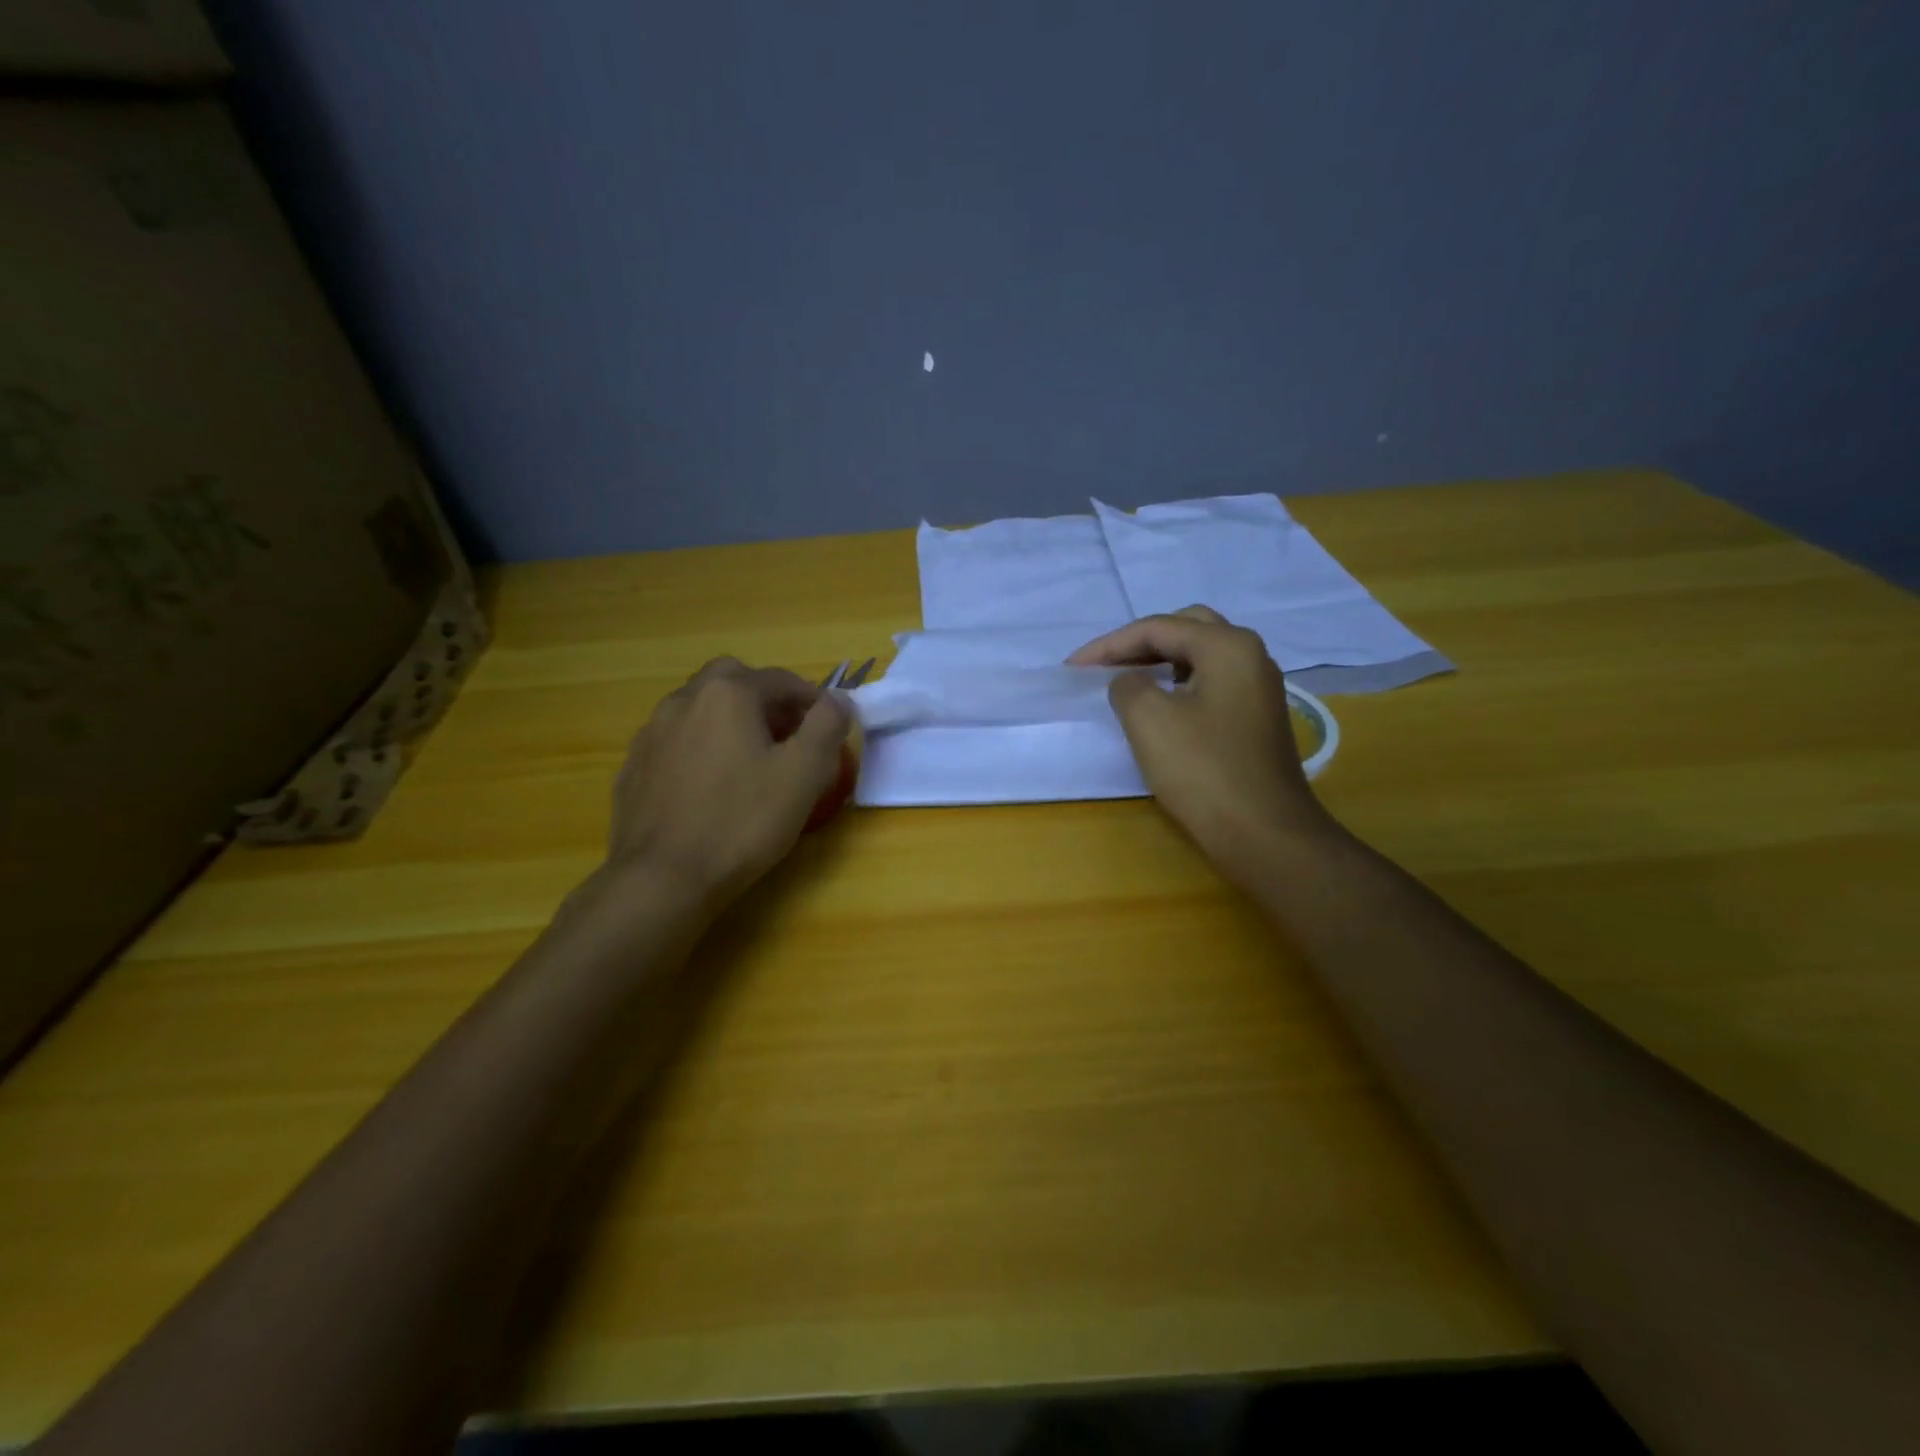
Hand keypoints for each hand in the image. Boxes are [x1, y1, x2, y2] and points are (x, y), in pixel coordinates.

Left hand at [608, 657, 851, 907]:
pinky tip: (710, 787)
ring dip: (730, 721)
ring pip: (700, 708)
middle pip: (734, 681)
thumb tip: (838, 700)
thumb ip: (827, 726)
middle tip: (786, 737)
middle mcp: (685, 700)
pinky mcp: (634, 766)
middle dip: (765, 700)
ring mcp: (652, 732)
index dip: (812, 701)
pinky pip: (677, 741)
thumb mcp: (803, 773)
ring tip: (750, 763)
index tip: (828, 731)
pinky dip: (700, 748)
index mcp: (729, 694)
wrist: (663, 878)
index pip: (782, 680)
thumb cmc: (742, 822)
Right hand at [1069, 606, 1335, 878]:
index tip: (1072, 668)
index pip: (1158, 628)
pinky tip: (1159, 705)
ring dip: (1160, 662)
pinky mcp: (1257, 718)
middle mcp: (1251, 656)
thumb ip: (1127, 685)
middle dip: (1138, 643)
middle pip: (1185, 630)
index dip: (1109, 645)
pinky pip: (1210, 683)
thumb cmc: (1204, 771)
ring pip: (1200, 657)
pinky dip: (1178, 684)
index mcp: (1228, 646)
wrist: (1264, 833)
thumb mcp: (1149, 720)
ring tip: (1123, 681)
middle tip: (1102, 665)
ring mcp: (1259, 688)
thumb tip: (1129, 682)